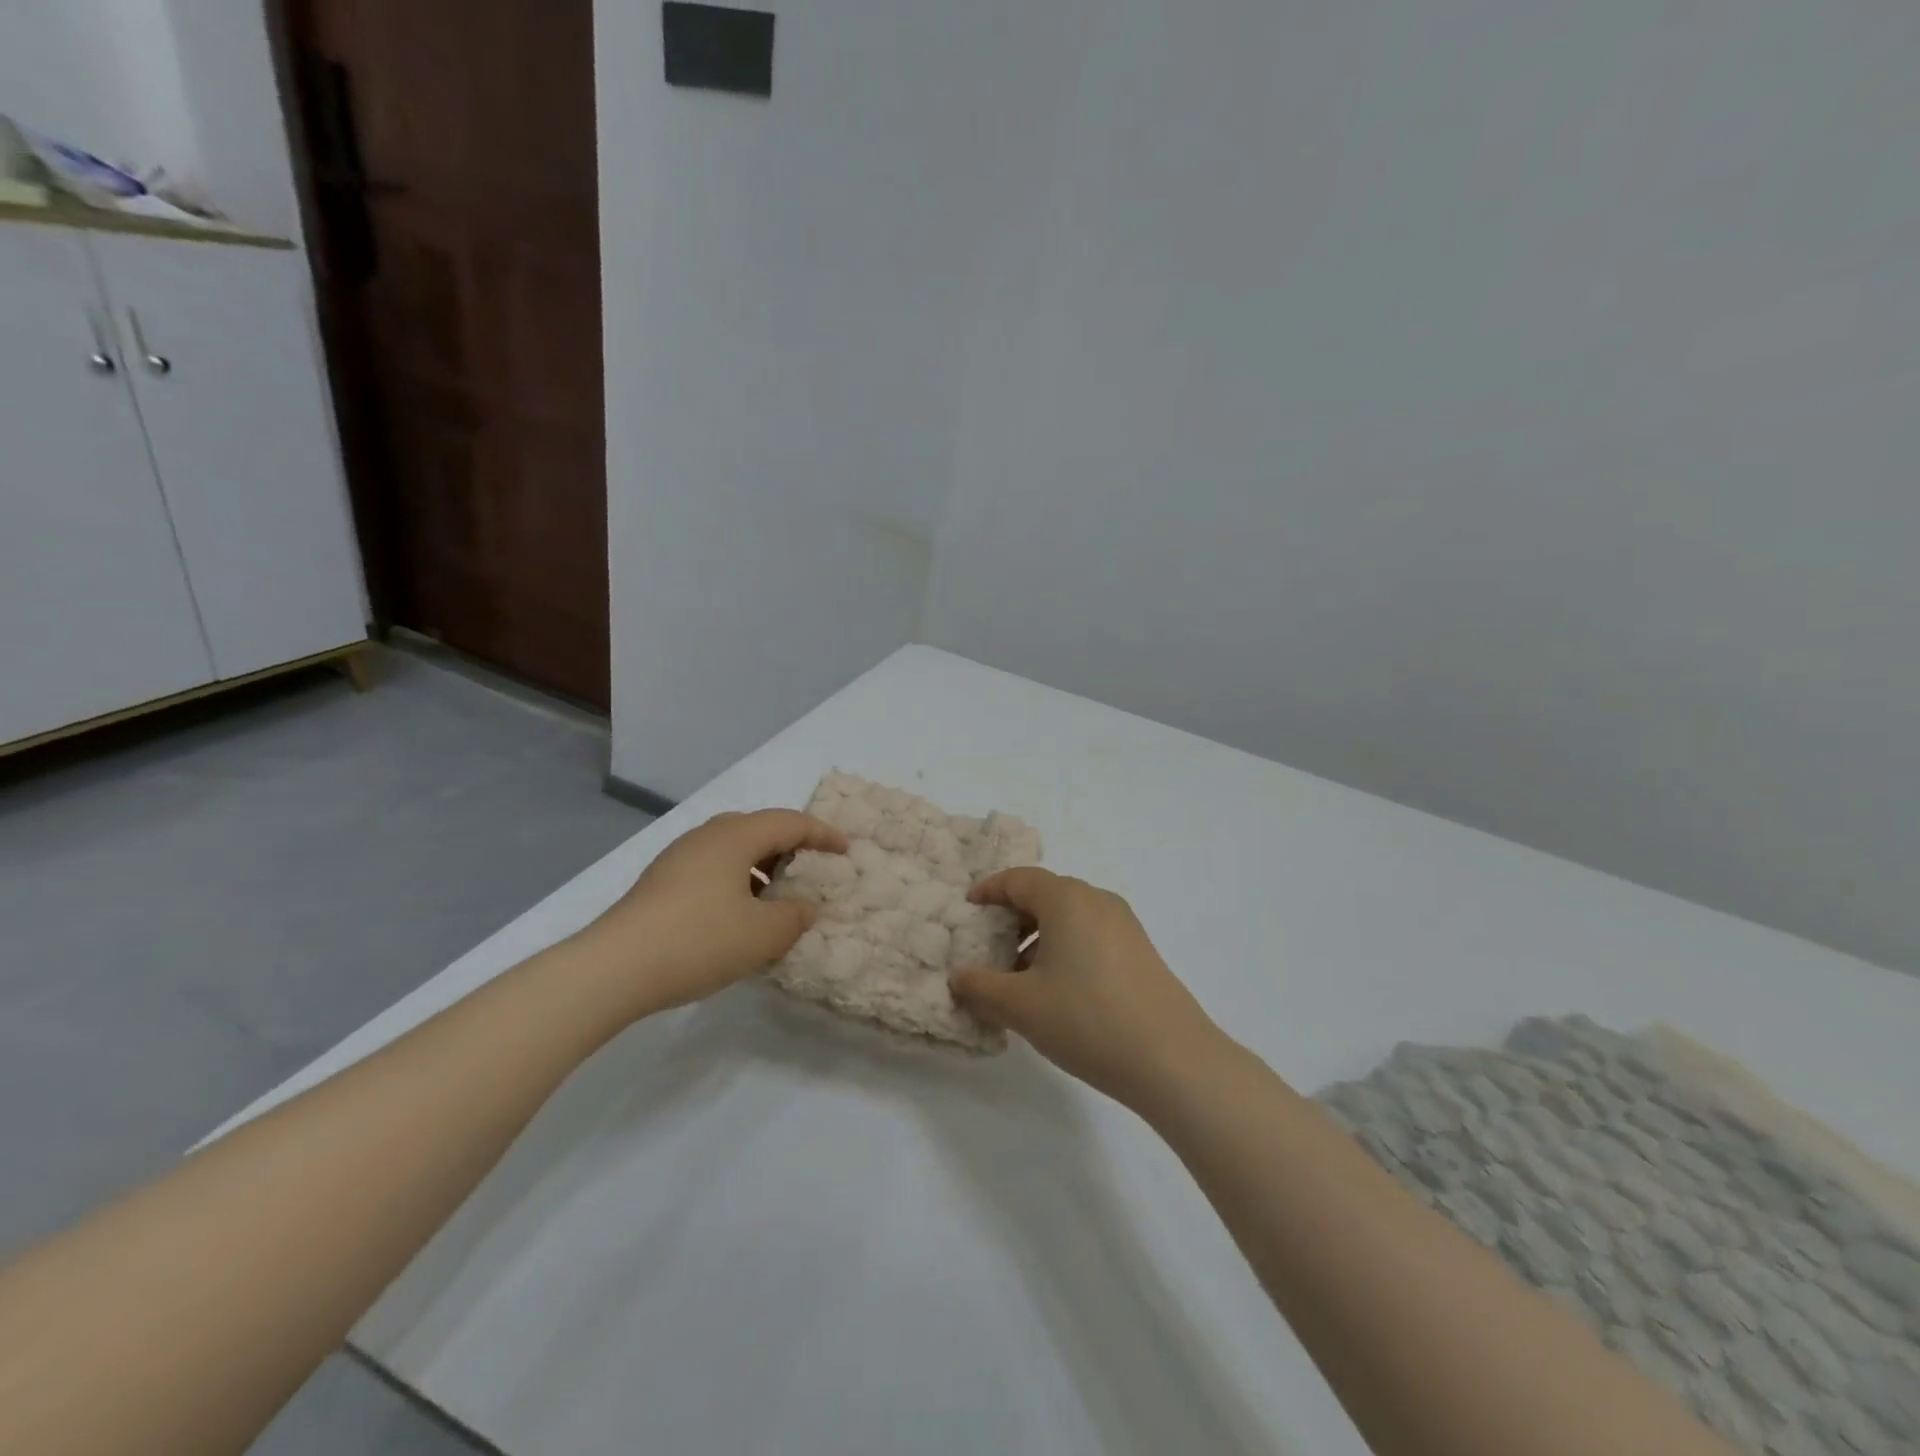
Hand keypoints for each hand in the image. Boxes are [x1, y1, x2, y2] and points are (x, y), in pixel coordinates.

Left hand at [573, 809, 848, 1015]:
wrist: (613, 968)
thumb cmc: (699, 940)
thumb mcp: (763, 934)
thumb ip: (795, 917)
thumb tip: (805, 907)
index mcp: (735, 836)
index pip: (790, 822)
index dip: (823, 834)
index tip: (846, 850)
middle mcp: (707, 837)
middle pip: (759, 829)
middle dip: (790, 847)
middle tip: (810, 870)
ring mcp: (678, 858)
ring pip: (732, 850)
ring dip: (761, 868)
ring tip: (776, 899)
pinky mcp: (660, 883)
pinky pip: (712, 869)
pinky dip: (736, 882)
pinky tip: (738, 917)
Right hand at [949, 868, 1225, 1105]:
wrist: (1173, 1059)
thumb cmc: (1086, 1019)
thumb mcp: (1021, 1006)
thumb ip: (980, 987)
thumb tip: (958, 977)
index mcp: (1066, 899)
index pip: (1019, 879)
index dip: (989, 890)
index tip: (968, 907)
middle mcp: (1097, 901)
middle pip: (1045, 895)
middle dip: (1012, 918)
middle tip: (989, 946)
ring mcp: (1124, 926)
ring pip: (1070, 918)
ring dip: (1039, 938)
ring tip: (1019, 978)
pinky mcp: (1140, 952)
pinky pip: (1091, 936)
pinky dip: (1065, 950)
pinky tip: (1057, 992)